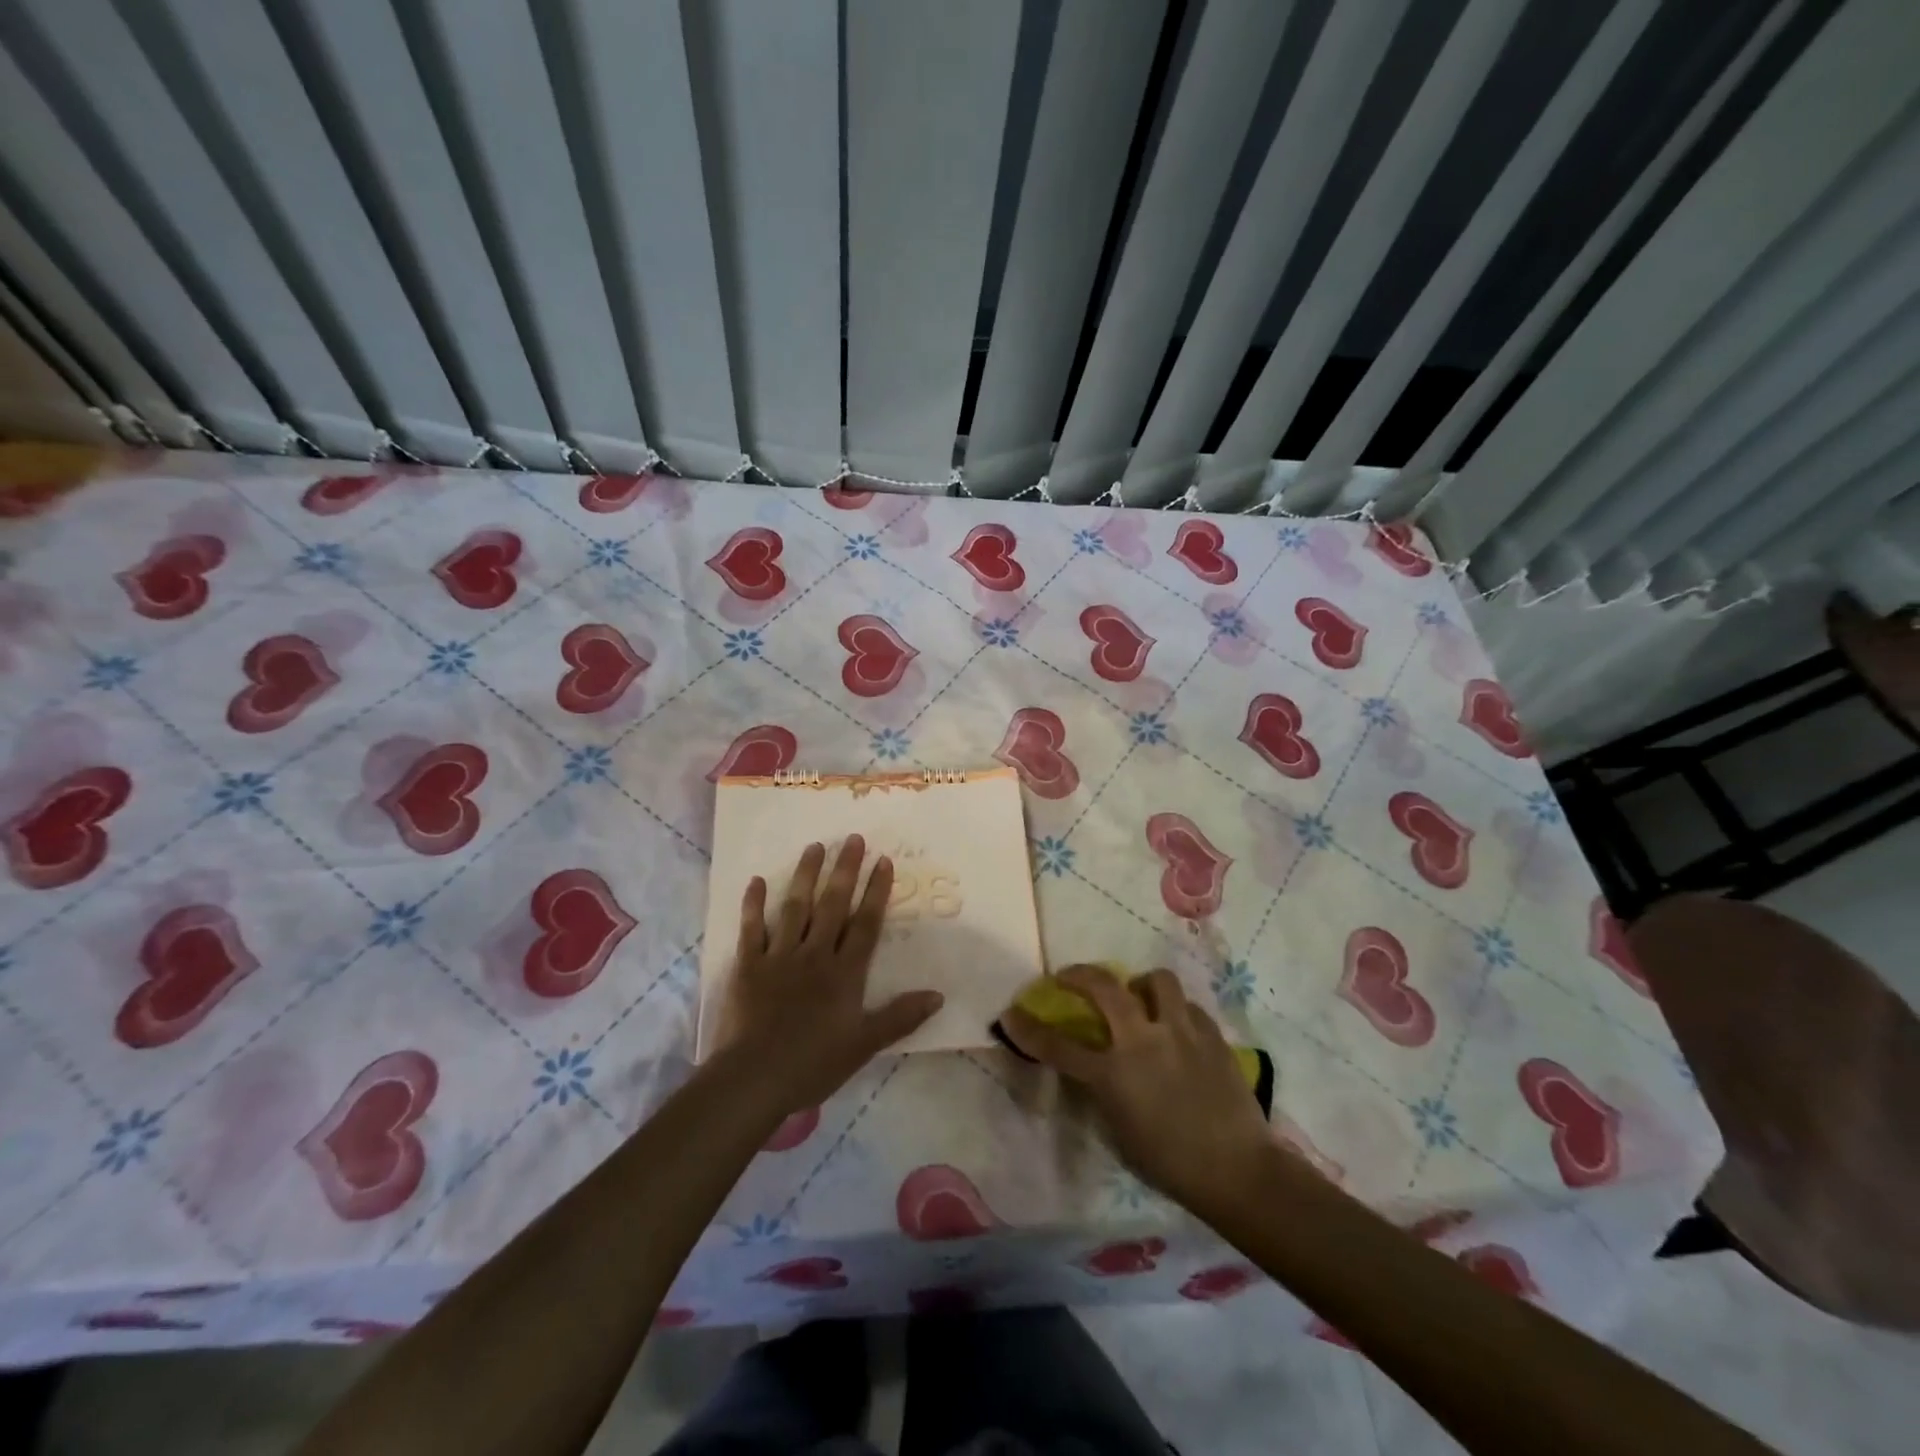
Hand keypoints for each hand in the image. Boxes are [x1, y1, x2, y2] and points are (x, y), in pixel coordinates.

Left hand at [709, 837, 942, 1117]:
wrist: (755, 1078)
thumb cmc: (814, 1063)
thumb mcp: (865, 1044)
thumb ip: (900, 1017)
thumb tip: (939, 995)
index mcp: (845, 972)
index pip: (866, 924)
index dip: (876, 891)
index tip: (883, 860)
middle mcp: (815, 954)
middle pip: (833, 905)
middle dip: (845, 870)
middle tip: (852, 838)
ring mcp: (780, 956)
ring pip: (796, 907)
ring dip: (806, 875)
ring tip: (814, 847)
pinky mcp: (749, 965)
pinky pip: (752, 929)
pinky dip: (754, 905)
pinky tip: (757, 881)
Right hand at [1001, 965, 1270, 1213]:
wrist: (1238, 1171)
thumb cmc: (1170, 1164)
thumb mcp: (1120, 1131)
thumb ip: (1103, 1091)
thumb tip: (1095, 1066)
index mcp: (1113, 1074)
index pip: (1058, 1047)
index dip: (1028, 1029)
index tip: (1010, 1014)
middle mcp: (1142, 1041)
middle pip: (1103, 987)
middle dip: (1078, 975)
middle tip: (1070, 976)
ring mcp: (1180, 1031)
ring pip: (1156, 980)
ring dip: (1141, 985)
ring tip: (1141, 998)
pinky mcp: (1211, 1033)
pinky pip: (1188, 1006)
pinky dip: (1176, 1011)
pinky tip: (1178, 1029)